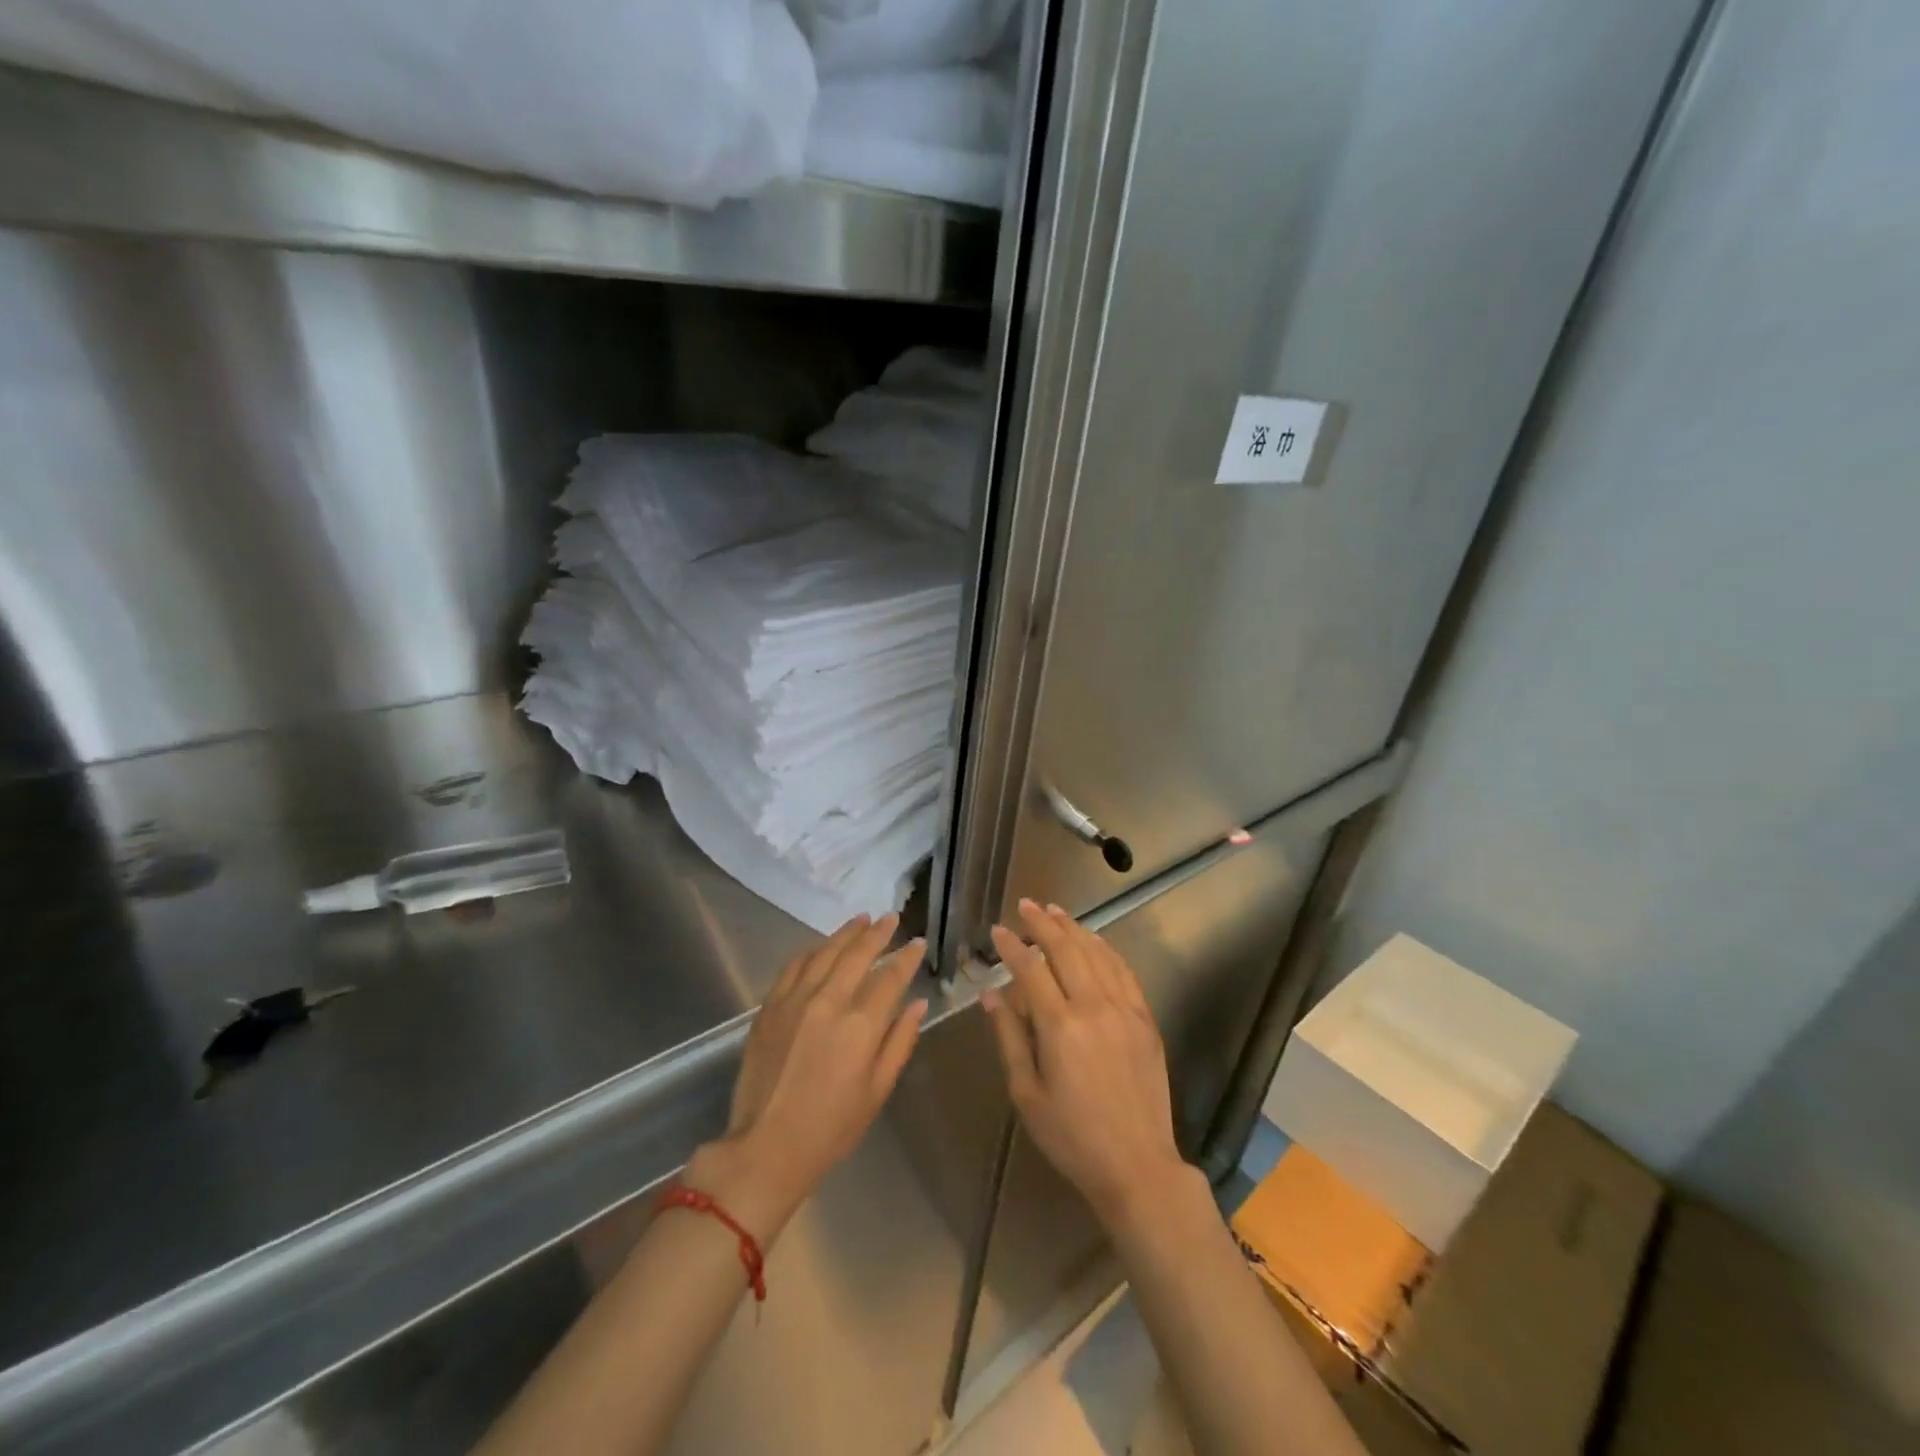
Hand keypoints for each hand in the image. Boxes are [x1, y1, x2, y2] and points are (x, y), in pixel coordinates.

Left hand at [693, 914, 928, 1240]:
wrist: (766, 1147)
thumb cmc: (831, 1127)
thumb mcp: (877, 1091)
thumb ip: (900, 1042)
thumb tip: (918, 1004)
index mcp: (860, 1026)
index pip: (891, 978)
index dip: (907, 957)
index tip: (918, 942)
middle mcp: (829, 1002)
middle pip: (858, 954)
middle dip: (878, 933)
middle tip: (892, 918)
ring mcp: (795, 1000)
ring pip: (825, 952)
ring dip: (846, 933)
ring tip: (862, 919)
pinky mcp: (770, 1007)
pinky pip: (794, 966)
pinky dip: (812, 951)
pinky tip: (822, 946)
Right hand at [983, 900, 1186, 1230]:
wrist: (1137, 1165)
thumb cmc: (1071, 1137)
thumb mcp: (1027, 1094)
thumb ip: (1009, 1037)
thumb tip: (991, 995)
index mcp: (1060, 1027)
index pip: (1031, 969)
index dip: (1012, 946)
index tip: (997, 930)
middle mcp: (1094, 1007)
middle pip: (1066, 949)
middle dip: (1042, 923)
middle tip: (1025, 905)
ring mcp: (1125, 1010)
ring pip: (1097, 953)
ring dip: (1074, 928)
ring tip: (1055, 911)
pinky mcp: (1146, 1019)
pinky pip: (1124, 971)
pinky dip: (1106, 949)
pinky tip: (1094, 940)